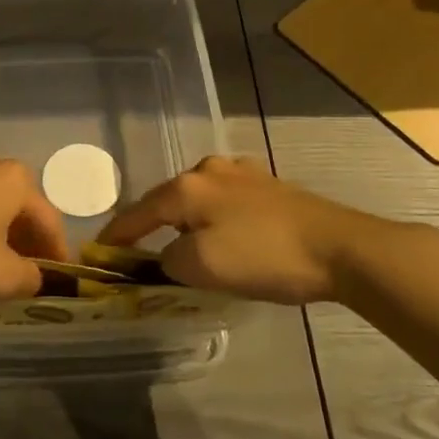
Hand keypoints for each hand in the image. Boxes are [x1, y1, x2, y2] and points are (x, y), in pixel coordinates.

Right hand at [98, 155, 407, 305]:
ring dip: (186, 223)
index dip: (116, 235)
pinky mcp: (268, 186)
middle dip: (152, 227)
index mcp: (187, 187)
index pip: (137, 212)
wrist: (340, 248)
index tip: (98, 252)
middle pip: (167, 201)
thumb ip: (169, 261)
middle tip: (142, 255)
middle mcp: (209, 171)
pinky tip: (224, 234)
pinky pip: (225, 202)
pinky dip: (214, 219)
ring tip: (184, 248)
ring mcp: (242, 174)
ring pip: (198, 199)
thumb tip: (167, 257)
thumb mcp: (203, 267)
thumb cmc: (265, 256)